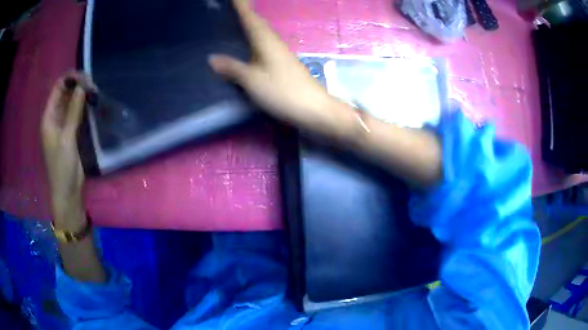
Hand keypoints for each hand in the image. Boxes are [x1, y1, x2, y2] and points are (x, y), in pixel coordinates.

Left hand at [41, 73, 92, 228]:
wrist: (67, 191)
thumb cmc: (62, 167)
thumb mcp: (67, 138)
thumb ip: (73, 112)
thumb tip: (82, 87)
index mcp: (48, 117)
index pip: (58, 88)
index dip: (70, 79)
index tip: (85, 78)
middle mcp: (54, 117)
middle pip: (65, 92)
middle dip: (77, 85)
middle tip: (93, 85)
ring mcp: (62, 124)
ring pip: (71, 101)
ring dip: (81, 95)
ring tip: (95, 92)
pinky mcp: (70, 132)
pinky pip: (76, 112)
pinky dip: (83, 105)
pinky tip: (91, 103)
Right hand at [209, 0, 351, 137]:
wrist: (313, 108)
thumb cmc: (282, 92)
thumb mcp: (252, 80)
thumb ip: (232, 68)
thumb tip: (212, 58)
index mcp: (266, 41)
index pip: (251, 18)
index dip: (242, 7)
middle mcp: (275, 43)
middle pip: (259, 23)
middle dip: (247, 14)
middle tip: (235, 10)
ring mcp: (282, 53)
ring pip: (264, 34)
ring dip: (253, 26)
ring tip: (239, 24)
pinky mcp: (285, 64)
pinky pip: (267, 45)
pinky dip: (257, 40)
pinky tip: (251, 47)